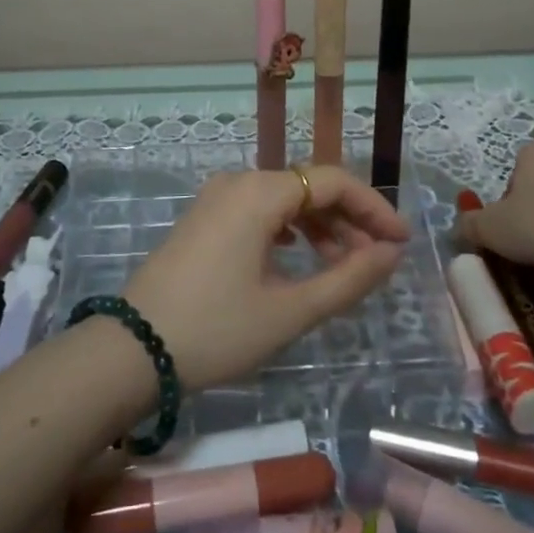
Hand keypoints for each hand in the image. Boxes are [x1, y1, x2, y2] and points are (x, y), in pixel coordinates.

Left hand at [122, 166, 409, 392]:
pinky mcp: (203, 218)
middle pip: (308, 187)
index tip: (400, 243)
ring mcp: (216, 198)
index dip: (374, 208)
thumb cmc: (217, 329)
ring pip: (283, 200)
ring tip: (341, 267)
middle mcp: (238, 182)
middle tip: (375, 261)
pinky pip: (258, 211)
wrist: (133, 350)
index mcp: (260, 192)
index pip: (333, 182)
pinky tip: (297, 259)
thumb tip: (390, 253)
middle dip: (348, 220)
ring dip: (319, 227)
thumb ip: (348, 278)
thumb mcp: (290, 310)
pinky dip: (288, 231)